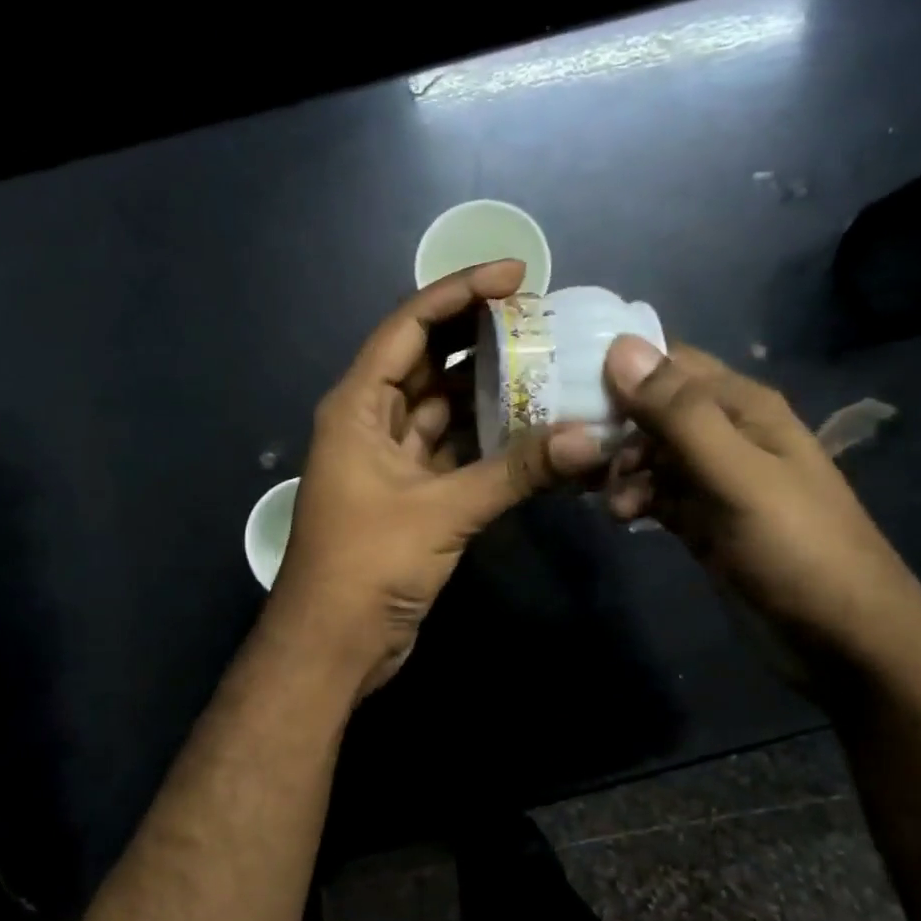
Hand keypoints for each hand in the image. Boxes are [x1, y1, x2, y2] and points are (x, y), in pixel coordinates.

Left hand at [270, 260, 602, 693]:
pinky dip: (490, 444)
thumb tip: (588, 439)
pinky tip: (536, 431)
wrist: (333, 645)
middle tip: (543, 320)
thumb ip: (514, 473)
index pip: (409, 328)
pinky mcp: (413, 497)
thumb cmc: (366, 566)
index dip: (459, 294)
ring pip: (445, 411)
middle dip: (480, 340)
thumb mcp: (440, 512)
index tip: (515, 275)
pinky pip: (455, 453)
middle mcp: (372, 424)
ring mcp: (392, 462)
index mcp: (358, 407)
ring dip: (491, 394)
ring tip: (551, 368)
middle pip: (429, 363)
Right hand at [600, 337, 920, 679]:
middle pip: (650, 409)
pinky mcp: (701, 517)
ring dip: (618, 469)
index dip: (617, 369)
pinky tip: (621, 519)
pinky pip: (653, 492)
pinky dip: (632, 499)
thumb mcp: (738, 476)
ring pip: (646, 453)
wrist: (841, 636)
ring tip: (611, 502)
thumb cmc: (796, 548)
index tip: (566, 388)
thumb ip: (680, 415)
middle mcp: (725, 432)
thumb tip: (620, 347)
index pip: (667, 363)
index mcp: (742, 406)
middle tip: (575, 457)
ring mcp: (711, 478)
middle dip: (610, 426)